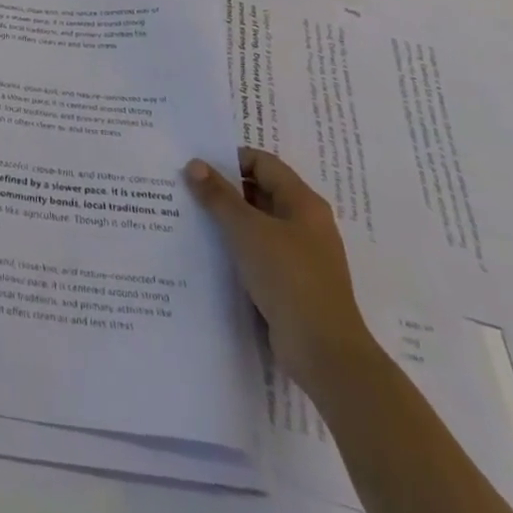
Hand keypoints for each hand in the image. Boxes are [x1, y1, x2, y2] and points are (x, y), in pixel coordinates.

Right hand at [185, 148, 377, 397]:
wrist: (324, 353)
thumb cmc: (289, 278)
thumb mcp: (247, 230)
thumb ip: (219, 196)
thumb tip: (194, 164)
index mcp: (303, 202)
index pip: (263, 163)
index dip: (230, 159)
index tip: (197, 166)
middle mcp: (306, 223)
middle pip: (261, 191)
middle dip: (226, 189)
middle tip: (188, 189)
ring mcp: (302, 255)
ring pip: (259, 224)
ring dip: (230, 220)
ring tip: (193, 218)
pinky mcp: (294, 283)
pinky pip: (261, 252)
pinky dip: (239, 248)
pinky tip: (212, 252)